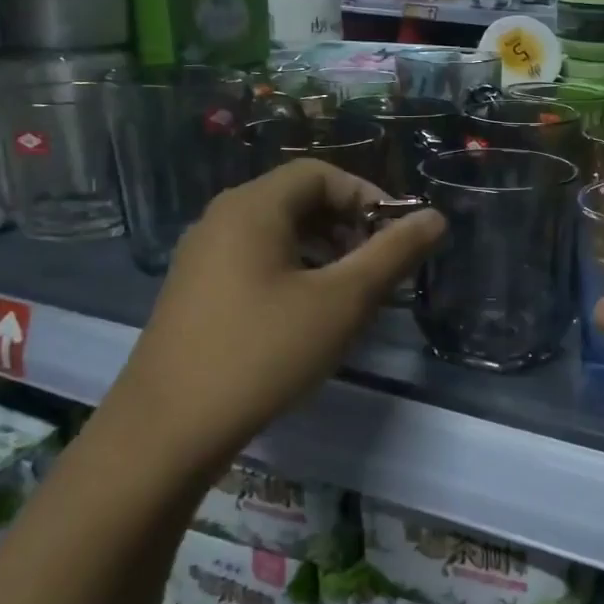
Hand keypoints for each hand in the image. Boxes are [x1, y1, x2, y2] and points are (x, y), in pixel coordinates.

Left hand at [97, 159, 444, 478]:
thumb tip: (435, 218)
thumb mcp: (342, 302)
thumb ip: (393, 254)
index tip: (397, 238)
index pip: (320, 174)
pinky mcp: (195, 292)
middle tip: (378, 268)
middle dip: (348, 225)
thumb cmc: (264, 353)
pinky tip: (308, 317)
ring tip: (350, 295)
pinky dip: (293, 272)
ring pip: (277, 234)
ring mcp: (201, 257)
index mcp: (252, 208)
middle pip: (297, 200)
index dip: (367, 196)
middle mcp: (221, 220)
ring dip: (324, 251)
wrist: (168, 429)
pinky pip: (255, 262)